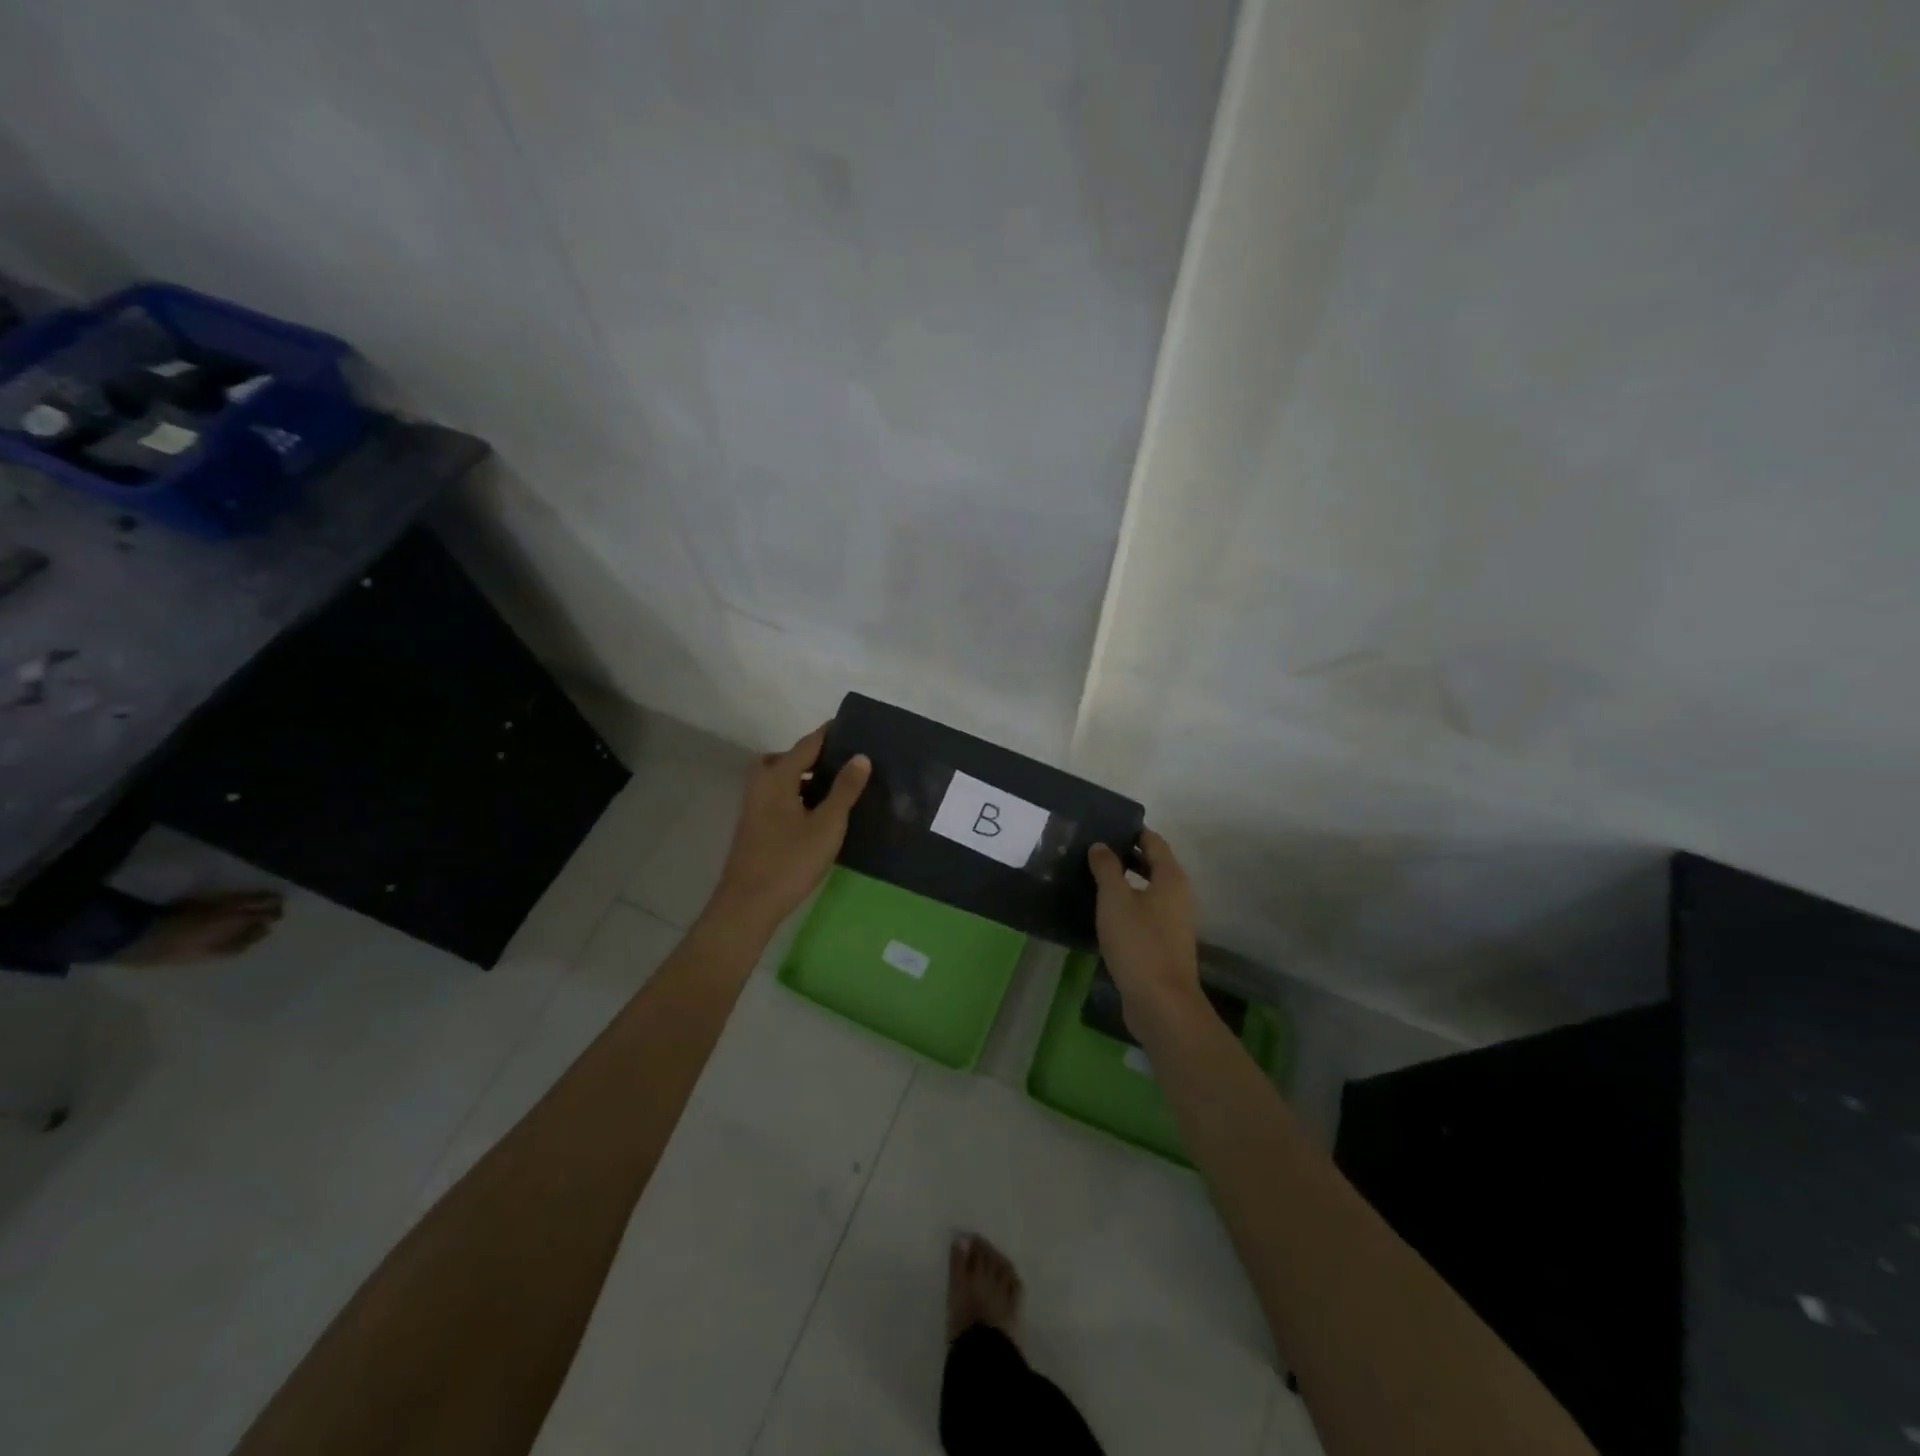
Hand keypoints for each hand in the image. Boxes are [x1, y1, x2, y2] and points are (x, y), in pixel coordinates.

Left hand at [706, 726, 870, 934]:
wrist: (748, 904)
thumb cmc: (790, 860)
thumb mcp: (827, 824)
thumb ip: (845, 789)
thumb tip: (860, 756)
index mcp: (777, 776)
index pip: (808, 744)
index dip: (830, 734)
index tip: (854, 726)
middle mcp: (761, 783)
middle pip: (790, 758)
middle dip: (817, 756)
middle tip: (847, 761)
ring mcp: (754, 805)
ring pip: (784, 779)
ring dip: (808, 778)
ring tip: (840, 787)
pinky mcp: (755, 825)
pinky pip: (780, 796)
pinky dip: (799, 795)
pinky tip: (820, 813)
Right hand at [1087, 829, 1202, 1039]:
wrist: (1160, 1002)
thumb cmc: (1138, 943)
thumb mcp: (1115, 899)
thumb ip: (1107, 868)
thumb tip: (1101, 845)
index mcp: (1171, 878)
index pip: (1154, 842)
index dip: (1133, 831)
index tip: (1107, 825)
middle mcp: (1178, 896)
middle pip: (1153, 865)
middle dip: (1127, 856)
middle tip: (1094, 850)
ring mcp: (1173, 922)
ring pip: (1149, 891)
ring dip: (1126, 882)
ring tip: (1093, 878)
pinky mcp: (1164, 945)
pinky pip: (1145, 914)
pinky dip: (1127, 906)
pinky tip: (1103, 913)